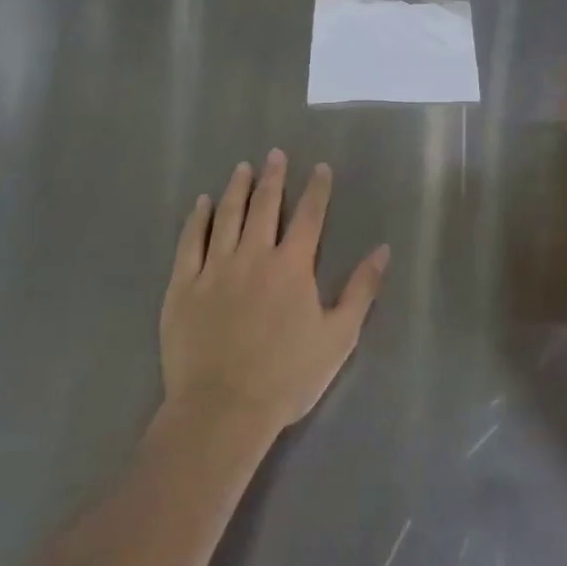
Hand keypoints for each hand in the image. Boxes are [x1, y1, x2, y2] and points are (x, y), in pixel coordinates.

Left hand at [161, 150, 389, 437]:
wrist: (221, 411)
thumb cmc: (287, 376)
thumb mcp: (338, 337)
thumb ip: (361, 290)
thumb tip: (383, 249)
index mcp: (292, 266)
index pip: (309, 216)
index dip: (317, 189)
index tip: (321, 168)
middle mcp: (254, 255)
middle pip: (265, 206)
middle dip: (273, 177)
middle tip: (275, 154)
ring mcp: (215, 268)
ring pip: (227, 216)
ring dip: (237, 189)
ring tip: (242, 168)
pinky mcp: (184, 287)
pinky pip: (190, 243)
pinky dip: (197, 220)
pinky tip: (201, 204)